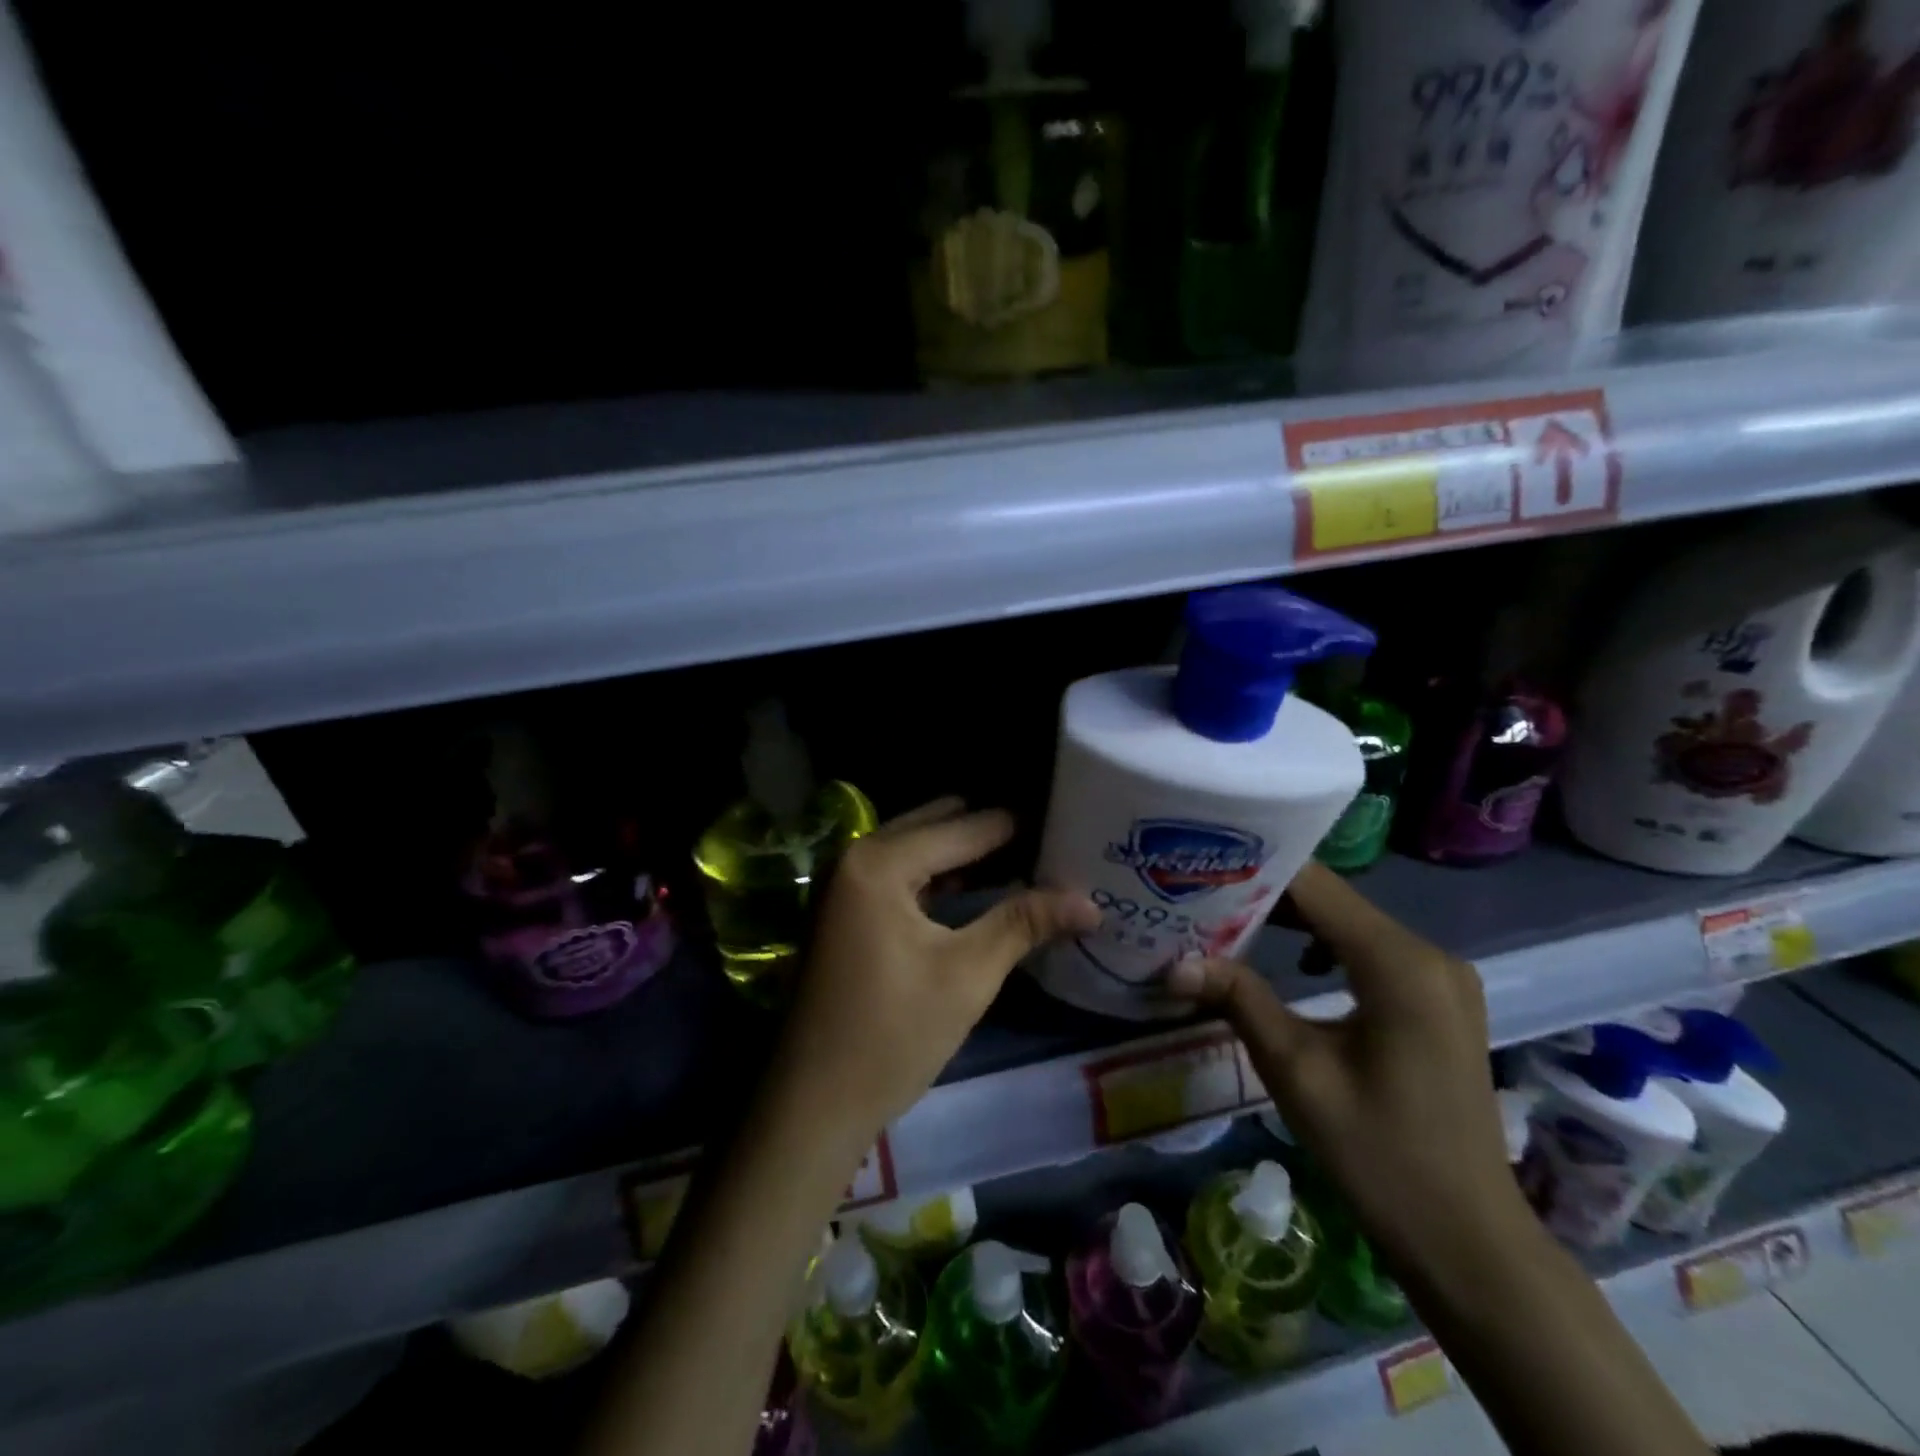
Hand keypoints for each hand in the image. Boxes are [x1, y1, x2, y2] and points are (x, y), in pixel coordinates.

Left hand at [770, 798, 1099, 1146]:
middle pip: (938, 825)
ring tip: (1025, 861)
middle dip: (991, 833)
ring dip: (965, 854)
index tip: (1067, 821)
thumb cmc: (891, 1035)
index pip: (966, 827)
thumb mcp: (967, 974)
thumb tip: (1091, 901)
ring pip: (918, 848)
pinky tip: (977, 890)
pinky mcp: (843, 909)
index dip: (1020, 826)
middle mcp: (856, 855)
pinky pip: (900, 874)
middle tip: (1049, 841)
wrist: (812, 1104)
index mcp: (880, 861)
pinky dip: (938, 876)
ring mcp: (843, 882)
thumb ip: (1024, 923)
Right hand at [1167, 862, 1526, 1270]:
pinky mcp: (1438, 998)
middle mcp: (1428, 953)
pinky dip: (1325, 944)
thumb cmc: (1379, 1155)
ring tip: (1228, 922)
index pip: (1315, 885)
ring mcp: (1440, 975)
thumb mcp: (1296, 1072)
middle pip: (1333, 899)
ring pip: (1350, 921)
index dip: (1254, 871)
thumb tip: (1174, 962)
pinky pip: (1371, 949)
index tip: (1199, 867)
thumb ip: (1239, 999)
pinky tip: (1289, 962)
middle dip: (1265, 895)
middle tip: (1200, 896)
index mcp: (1399, 963)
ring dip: (1292, 919)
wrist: (1468, 1240)